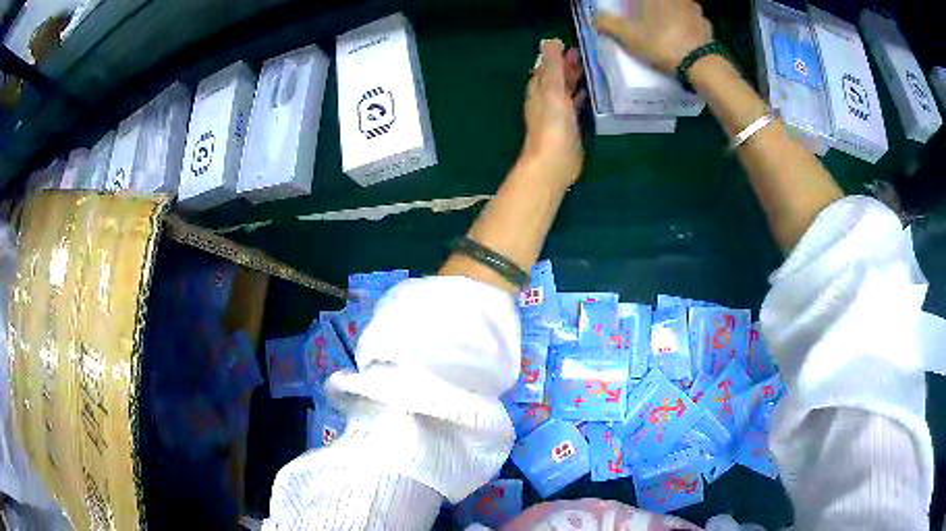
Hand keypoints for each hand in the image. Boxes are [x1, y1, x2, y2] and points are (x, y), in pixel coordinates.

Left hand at [521, 39, 584, 186]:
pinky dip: (582, 97)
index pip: (546, 67)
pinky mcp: (570, 127)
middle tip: (589, 55)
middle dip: (569, 66)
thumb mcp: (552, 88)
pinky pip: (576, 106)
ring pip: (567, 91)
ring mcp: (558, 114)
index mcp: (539, 89)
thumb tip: (551, 41)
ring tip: (595, 69)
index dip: (557, 56)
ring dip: (577, 80)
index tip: (574, 45)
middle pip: (557, 78)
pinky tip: (592, 94)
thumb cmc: (552, 123)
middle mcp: (546, 100)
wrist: (554, 161)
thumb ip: (553, 65)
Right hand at [596, 0, 712, 75]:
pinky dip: (686, 24)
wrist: (701, 64)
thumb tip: (595, 18)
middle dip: (652, 7)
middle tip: (645, 17)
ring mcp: (694, 7)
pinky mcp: (706, 23)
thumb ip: (608, 23)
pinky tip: (682, 35)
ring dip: (671, 12)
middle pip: (660, 1)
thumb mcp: (628, 35)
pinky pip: (692, 18)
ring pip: (678, 5)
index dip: (632, 4)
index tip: (629, 9)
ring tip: (665, 26)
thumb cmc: (661, 42)